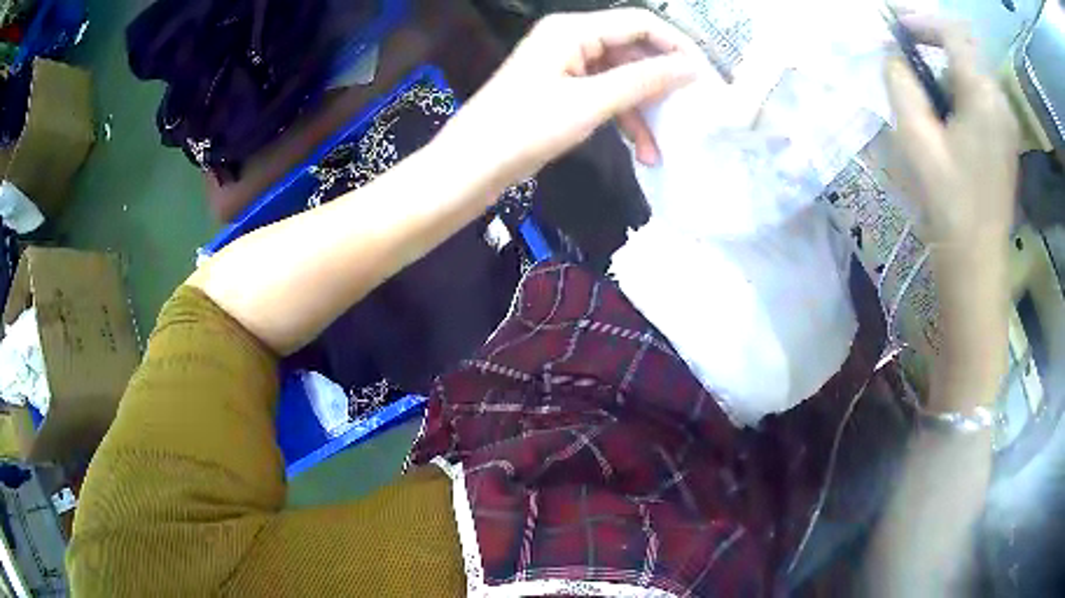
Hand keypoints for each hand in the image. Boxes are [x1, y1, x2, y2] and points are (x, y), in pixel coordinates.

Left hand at [436, 8, 705, 185]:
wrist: (473, 164)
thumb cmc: (526, 127)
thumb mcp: (591, 102)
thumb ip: (643, 80)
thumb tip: (690, 67)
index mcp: (573, 29)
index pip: (640, 23)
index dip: (676, 45)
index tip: (705, 75)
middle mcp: (571, 38)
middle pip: (631, 51)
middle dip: (660, 85)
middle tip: (691, 112)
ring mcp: (565, 64)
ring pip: (620, 78)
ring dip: (642, 111)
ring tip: (658, 149)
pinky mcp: (561, 89)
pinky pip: (603, 94)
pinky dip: (621, 119)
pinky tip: (639, 149)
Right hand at [884, 16, 1019, 245]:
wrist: (976, 262)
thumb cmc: (947, 202)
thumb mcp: (914, 137)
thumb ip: (900, 83)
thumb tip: (893, 54)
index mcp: (982, 95)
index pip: (952, 32)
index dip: (921, 21)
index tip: (896, 28)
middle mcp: (999, 101)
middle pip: (963, 50)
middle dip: (932, 45)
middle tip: (905, 58)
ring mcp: (1006, 122)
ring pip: (972, 73)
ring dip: (944, 71)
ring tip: (925, 96)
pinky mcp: (1006, 139)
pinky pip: (981, 96)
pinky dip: (959, 91)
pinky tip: (946, 116)